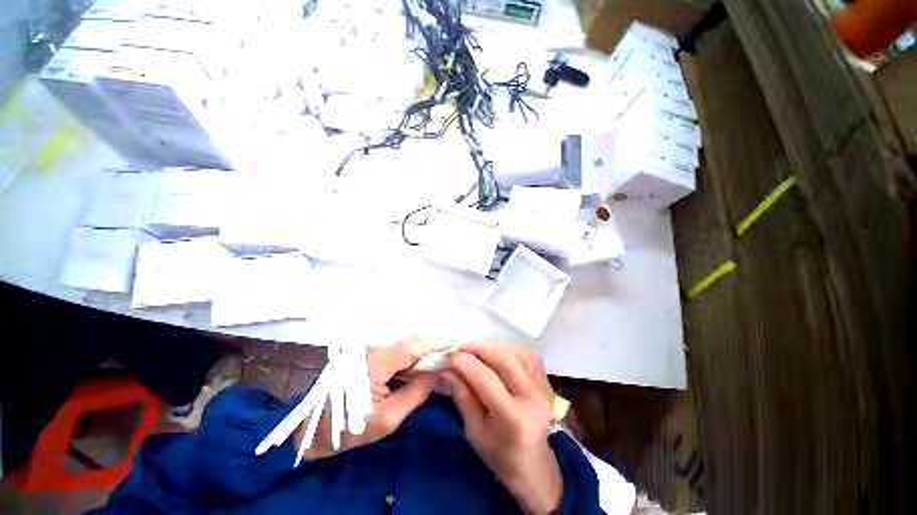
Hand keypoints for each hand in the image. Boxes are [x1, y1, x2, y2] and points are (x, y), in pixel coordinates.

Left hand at [296, 338, 449, 459]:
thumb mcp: (387, 419)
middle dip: (434, 344)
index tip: (455, 341)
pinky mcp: (372, 356)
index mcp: (375, 364)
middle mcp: (373, 351)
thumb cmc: (351, 429)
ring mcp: (372, 352)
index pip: (411, 347)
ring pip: (405, 345)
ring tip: (446, 352)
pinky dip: (415, 354)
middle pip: (410, 343)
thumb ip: (415, 394)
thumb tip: (440, 375)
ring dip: (426, 348)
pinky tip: (427, 360)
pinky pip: (399, 352)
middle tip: (455, 348)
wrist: (318, 429)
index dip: (434, 342)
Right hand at [444, 343, 561, 514]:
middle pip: (504, 358)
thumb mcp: (474, 431)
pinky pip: (524, 354)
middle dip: (477, 348)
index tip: (444, 356)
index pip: (484, 377)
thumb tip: (445, 368)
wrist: (536, 468)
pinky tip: (494, 356)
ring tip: (474, 352)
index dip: (462, 361)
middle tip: (459, 348)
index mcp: (513, 418)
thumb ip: (462, 395)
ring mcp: (543, 387)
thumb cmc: (501, 457)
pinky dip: (505, 350)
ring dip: (491, 347)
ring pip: (514, 352)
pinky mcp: (545, 380)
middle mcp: (532, 397)